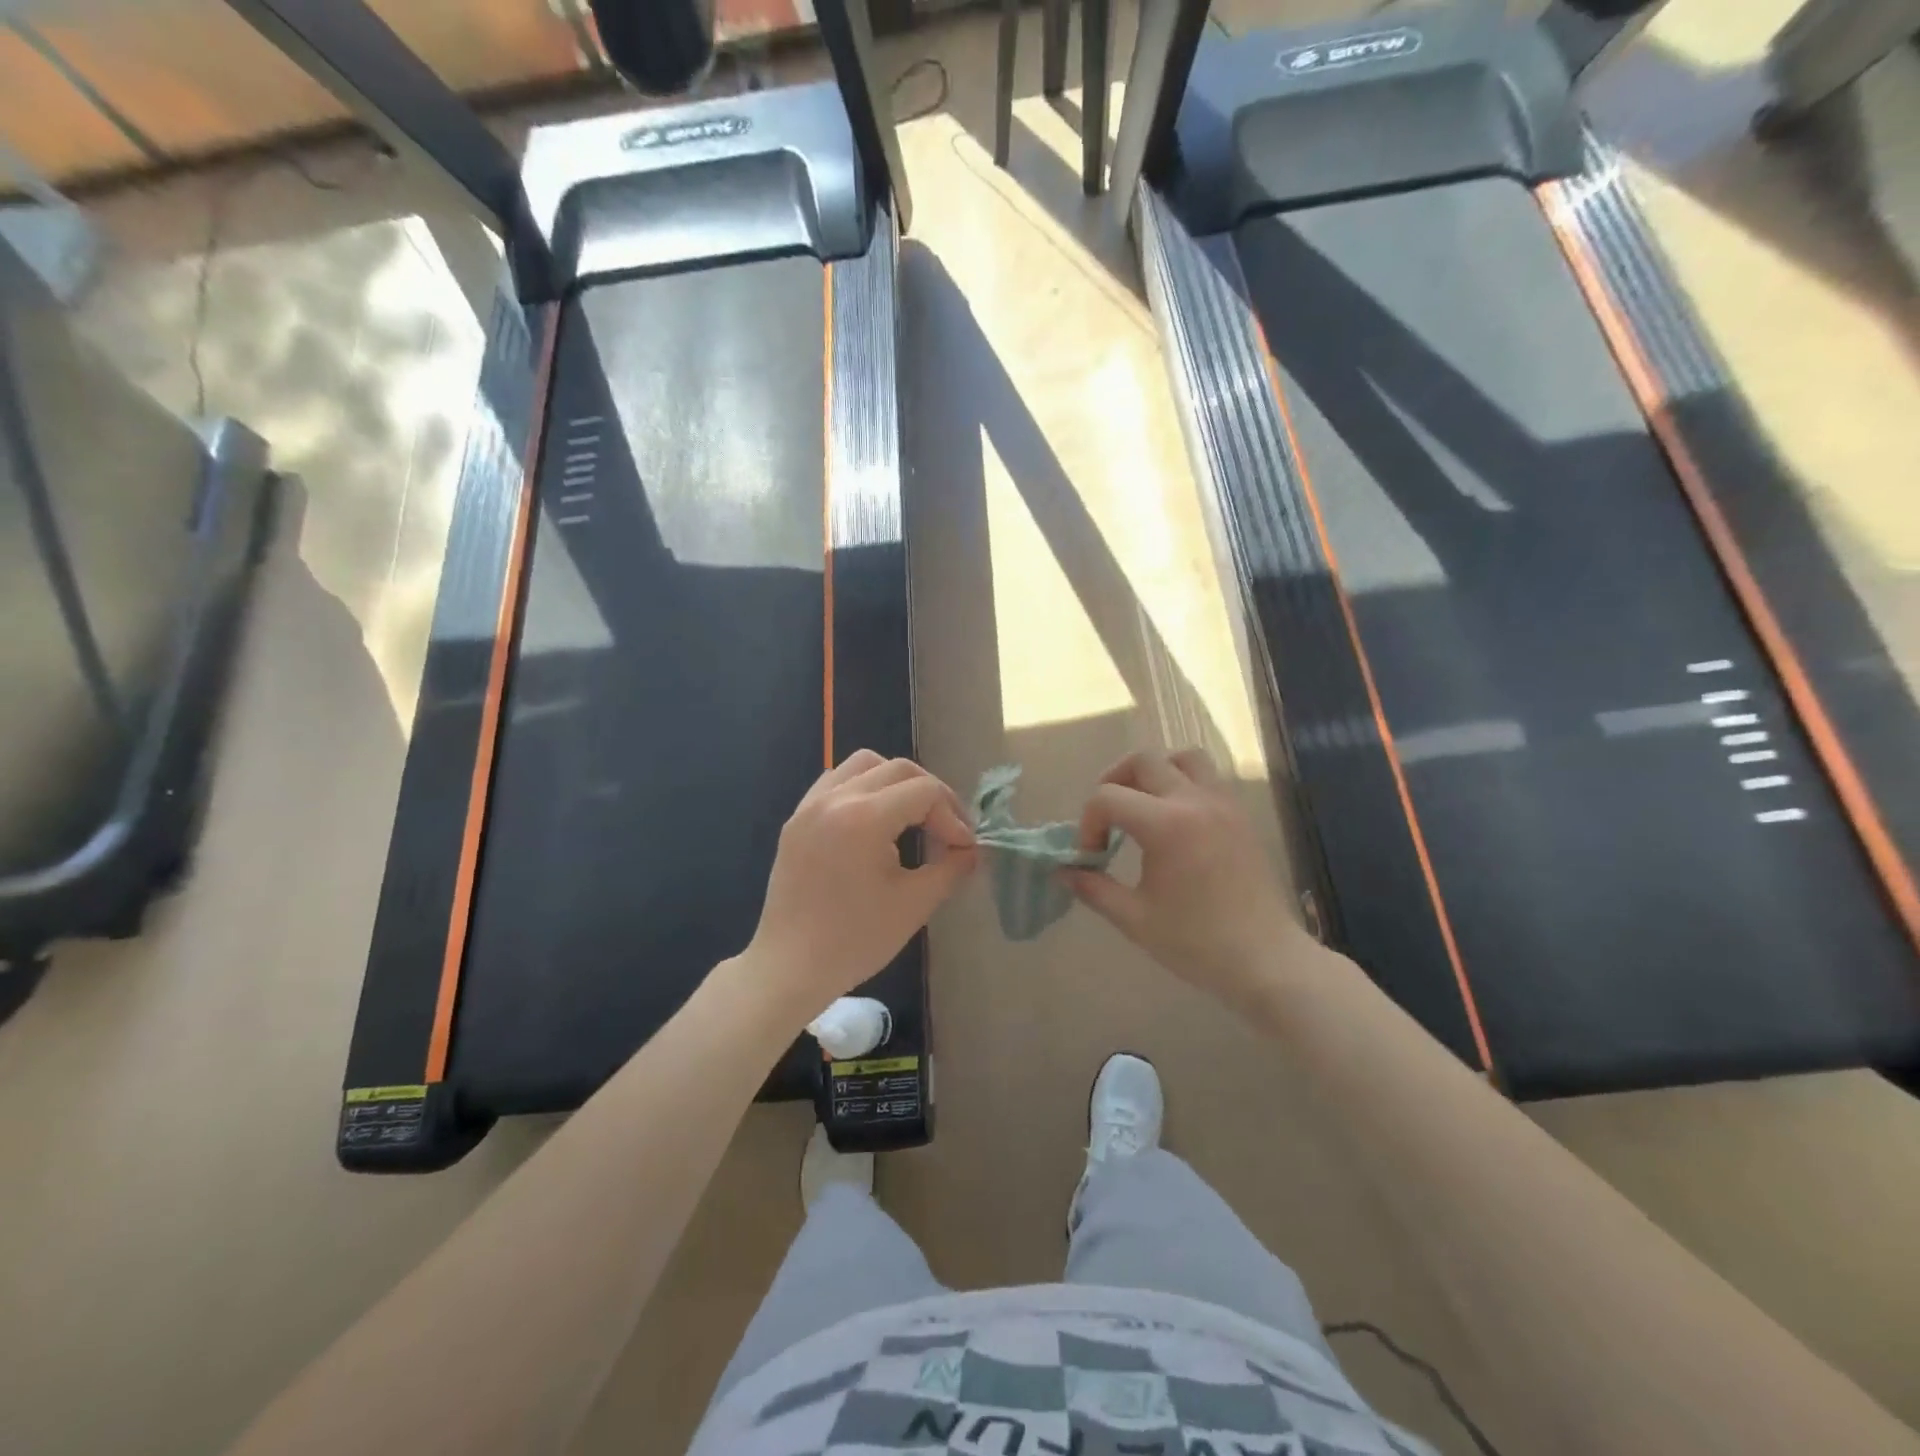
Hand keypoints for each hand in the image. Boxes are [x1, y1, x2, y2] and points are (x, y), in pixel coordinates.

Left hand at [745, 751, 975, 1020]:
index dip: (953, 815)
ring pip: (864, 764)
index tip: (963, 847)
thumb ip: (951, 868)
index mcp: (864, 818)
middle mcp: (835, 798)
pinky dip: (862, 788)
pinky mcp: (796, 819)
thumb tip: (970, 850)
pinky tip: (873, 821)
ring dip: (896, 782)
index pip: (925, 791)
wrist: (790, 967)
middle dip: (931, 794)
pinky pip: (835, 781)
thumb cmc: (855, 940)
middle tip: (948, 829)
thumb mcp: (915, 904)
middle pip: (898, 769)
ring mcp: (810, 805)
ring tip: (911, 816)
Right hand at [1065, 749, 1305, 1014]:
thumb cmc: (1197, 943)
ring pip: (1183, 757)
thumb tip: (1063, 871)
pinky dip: (1183, 784)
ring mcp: (1223, 804)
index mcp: (1166, 825)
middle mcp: (1195, 801)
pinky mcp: (1240, 816)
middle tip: (1107, 818)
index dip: (1088, 823)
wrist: (1267, 961)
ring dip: (1155, 772)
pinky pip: (1208, 778)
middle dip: (1113, 782)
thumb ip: (1093, 888)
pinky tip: (1174, 822)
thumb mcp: (1135, 919)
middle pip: (1143, 761)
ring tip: (1143, 805)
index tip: (1092, 856)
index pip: (1107, 797)